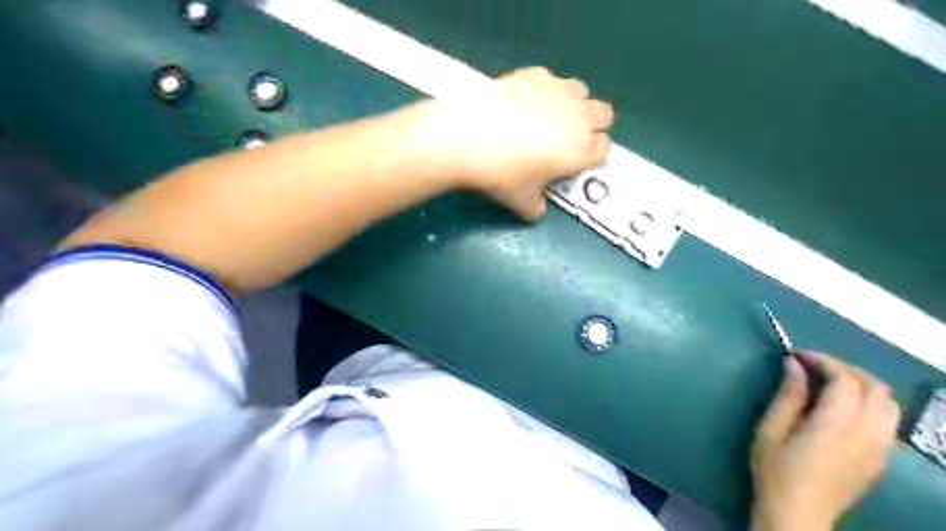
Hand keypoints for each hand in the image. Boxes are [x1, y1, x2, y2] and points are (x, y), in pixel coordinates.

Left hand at [436, 66, 613, 219]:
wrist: (468, 138)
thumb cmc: (501, 175)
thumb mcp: (522, 203)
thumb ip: (537, 207)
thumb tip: (538, 206)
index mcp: (581, 150)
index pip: (603, 148)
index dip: (590, 155)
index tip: (572, 162)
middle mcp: (578, 117)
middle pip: (604, 114)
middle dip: (592, 125)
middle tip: (566, 138)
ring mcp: (558, 90)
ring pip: (581, 92)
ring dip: (573, 104)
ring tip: (548, 116)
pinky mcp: (535, 74)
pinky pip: (552, 80)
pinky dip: (545, 90)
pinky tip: (522, 102)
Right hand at [751, 352, 896, 529]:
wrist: (798, 514)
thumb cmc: (775, 470)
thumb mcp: (770, 429)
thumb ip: (788, 396)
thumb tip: (794, 364)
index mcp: (835, 427)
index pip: (846, 381)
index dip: (824, 361)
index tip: (797, 356)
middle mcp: (867, 435)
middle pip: (875, 387)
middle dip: (845, 368)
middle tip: (813, 366)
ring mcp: (880, 449)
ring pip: (889, 403)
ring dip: (861, 384)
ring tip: (829, 382)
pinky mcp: (882, 459)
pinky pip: (887, 420)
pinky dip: (869, 403)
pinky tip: (842, 407)